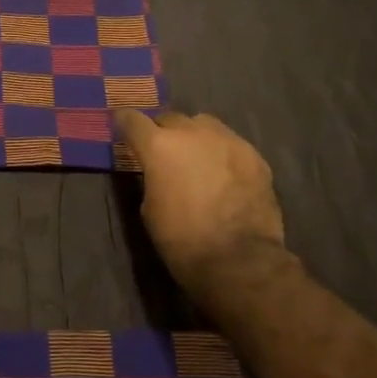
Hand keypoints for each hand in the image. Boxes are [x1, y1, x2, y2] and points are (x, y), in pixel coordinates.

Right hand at [114, 110, 287, 292]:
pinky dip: (222, 154)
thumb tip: (158, 172)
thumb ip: (152, 178)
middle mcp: (193, 132)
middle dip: (162, 131)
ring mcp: (228, 140)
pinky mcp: (254, 155)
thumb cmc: (182, 239)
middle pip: (170, 118)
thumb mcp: (150, 209)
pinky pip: (231, 144)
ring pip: (204, 125)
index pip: (132, 119)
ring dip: (195, 136)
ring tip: (197, 158)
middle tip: (163, 152)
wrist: (238, 259)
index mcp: (159, 146)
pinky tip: (224, 175)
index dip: (124, 122)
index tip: (121, 127)